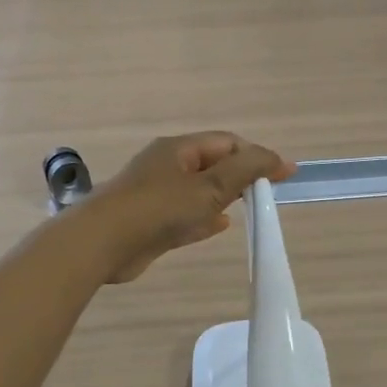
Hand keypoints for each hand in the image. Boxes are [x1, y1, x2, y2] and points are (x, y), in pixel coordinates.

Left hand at [84, 132, 294, 282]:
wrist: (102, 244)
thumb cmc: (158, 208)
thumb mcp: (209, 186)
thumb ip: (245, 171)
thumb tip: (279, 159)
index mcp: (178, 149)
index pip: (227, 143)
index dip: (257, 155)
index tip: (283, 174)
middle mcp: (167, 167)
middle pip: (213, 165)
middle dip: (241, 176)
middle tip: (269, 193)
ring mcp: (157, 196)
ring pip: (200, 191)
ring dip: (225, 197)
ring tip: (252, 207)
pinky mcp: (152, 223)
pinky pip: (187, 215)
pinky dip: (206, 218)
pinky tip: (222, 225)